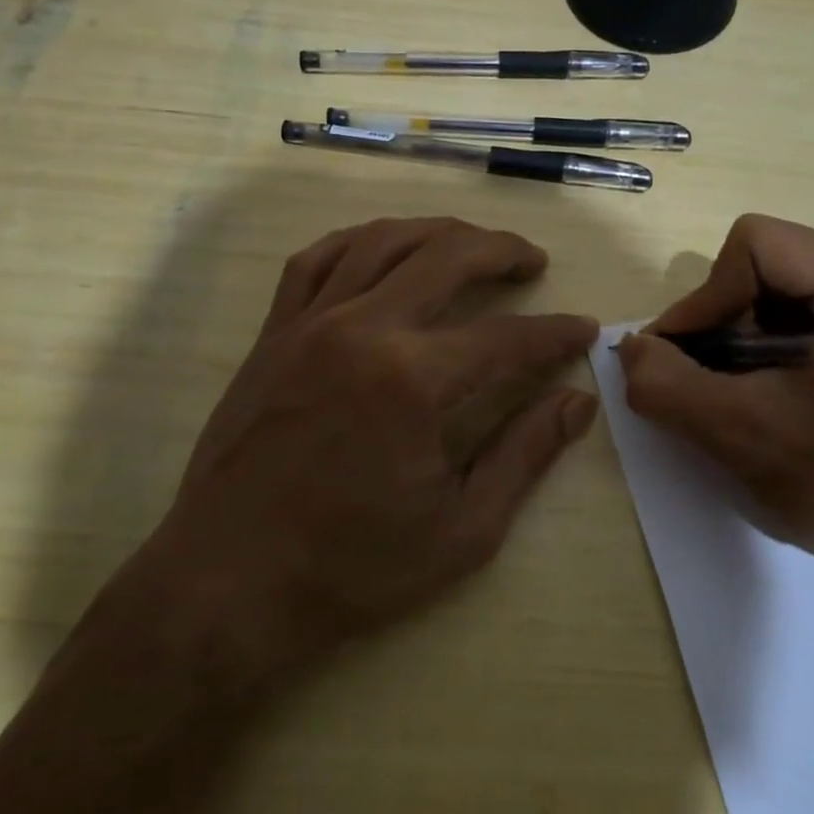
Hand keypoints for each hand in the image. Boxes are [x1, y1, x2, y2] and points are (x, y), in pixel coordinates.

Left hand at [109, 218, 597, 697]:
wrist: (229, 581)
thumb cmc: (352, 567)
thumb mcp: (462, 530)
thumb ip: (525, 455)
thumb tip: (578, 402)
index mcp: (412, 381)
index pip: (505, 337)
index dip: (554, 332)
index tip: (583, 330)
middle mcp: (362, 330)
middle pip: (446, 256)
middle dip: (502, 250)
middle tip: (532, 260)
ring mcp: (309, 324)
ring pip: (381, 240)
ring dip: (436, 232)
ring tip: (469, 242)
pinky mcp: (273, 333)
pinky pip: (315, 260)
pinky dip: (358, 242)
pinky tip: (381, 248)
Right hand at [616, 216, 813, 596]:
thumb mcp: (744, 435)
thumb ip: (668, 384)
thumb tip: (629, 348)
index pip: (756, 246)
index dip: (702, 299)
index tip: (675, 361)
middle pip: (771, 267)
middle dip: (722, 324)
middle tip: (698, 384)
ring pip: (787, 295)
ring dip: (742, 343)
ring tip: (732, 398)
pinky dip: (773, 354)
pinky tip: (769, 401)